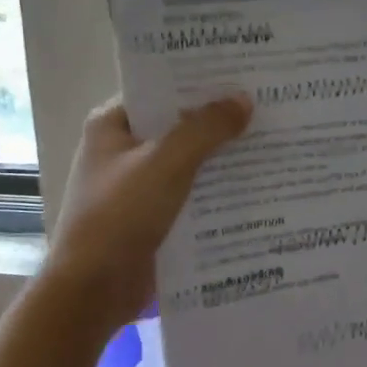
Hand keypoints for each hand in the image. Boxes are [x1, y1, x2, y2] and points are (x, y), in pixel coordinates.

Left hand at [43, 94, 251, 328]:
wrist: (93, 291)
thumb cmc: (120, 216)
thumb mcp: (166, 163)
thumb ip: (206, 128)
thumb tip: (243, 99)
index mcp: (112, 124)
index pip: (161, 91)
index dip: (200, 83)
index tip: (243, 75)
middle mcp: (123, 150)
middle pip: (179, 126)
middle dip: (219, 121)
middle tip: (269, 107)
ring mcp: (138, 186)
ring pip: (189, 162)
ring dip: (223, 158)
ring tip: (273, 143)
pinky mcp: (153, 217)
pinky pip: (192, 194)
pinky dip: (217, 191)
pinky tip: (257, 186)